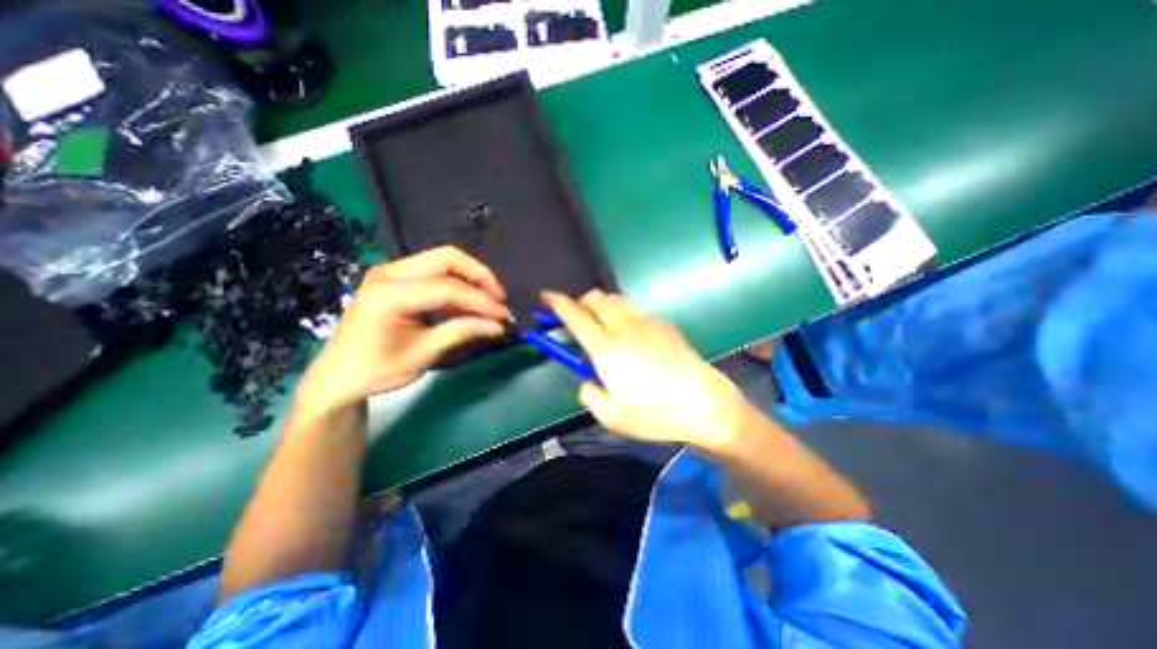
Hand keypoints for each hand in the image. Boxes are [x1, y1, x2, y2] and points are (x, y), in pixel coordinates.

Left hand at [297, 246, 510, 417]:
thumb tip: (498, 326)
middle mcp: (390, 272)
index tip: (504, 316)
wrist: (338, 376)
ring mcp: (391, 271)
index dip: (481, 301)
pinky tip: (469, 303)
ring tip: (490, 301)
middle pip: (447, 258)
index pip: (448, 288)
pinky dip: (458, 283)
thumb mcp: (424, 354)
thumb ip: (462, 332)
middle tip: (499, 299)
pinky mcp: (396, 278)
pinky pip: (435, 271)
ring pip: (443, 260)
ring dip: (471, 278)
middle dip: (480, 276)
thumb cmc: (377, 370)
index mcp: (390, 294)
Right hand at [546, 289, 755, 451]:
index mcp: (605, 347)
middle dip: (580, 302)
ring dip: (602, 306)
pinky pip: (636, 310)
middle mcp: (623, 326)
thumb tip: (587, 378)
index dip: (556, 302)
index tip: (546, 297)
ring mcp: (646, 322)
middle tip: (577, 321)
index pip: (573, 315)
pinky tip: (633, 337)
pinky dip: (624, 315)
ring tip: (604, 327)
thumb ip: (589, 393)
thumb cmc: (655, 414)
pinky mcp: (664, 324)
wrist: (705, 404)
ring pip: (615, 299)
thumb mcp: (611, 416)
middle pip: (595, 297)